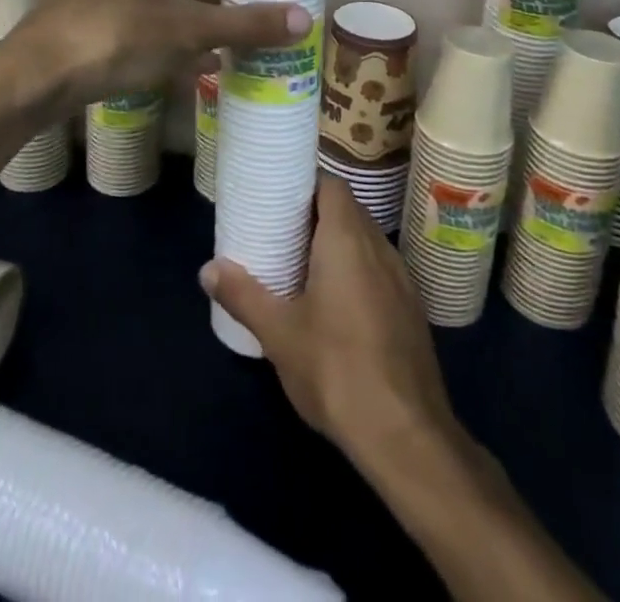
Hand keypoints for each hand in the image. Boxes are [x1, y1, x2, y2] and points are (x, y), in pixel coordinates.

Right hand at [200, 174, 459, 465]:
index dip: (307, 184)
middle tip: (282, 230)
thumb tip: (207, 269)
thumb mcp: (279, 334)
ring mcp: (402, 278)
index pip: (332, 186)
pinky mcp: (412, 309)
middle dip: (316, 215)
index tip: (280, 196)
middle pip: (348, 210)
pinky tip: (337, 305)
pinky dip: (357, 271)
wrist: (406, 435)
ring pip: (366, 241)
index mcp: (347, 239)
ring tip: (303, 264)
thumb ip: (243, 295)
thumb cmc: (336, 369)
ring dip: (338, 244)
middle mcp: (379, 247)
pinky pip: (380, 270)